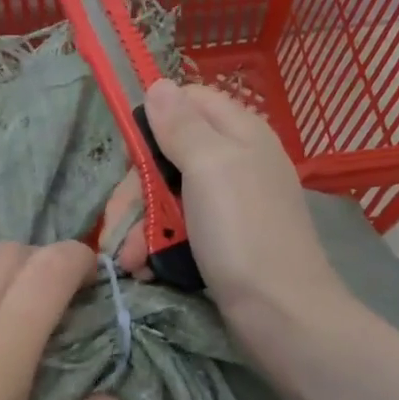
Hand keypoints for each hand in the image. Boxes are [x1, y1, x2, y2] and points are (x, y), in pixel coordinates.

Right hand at [104, 81, 347, 327]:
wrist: (282, 315)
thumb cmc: (243, 233)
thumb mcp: (210, 168)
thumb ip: (182, 125)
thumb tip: (159, 84)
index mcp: (239, 133)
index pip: (189, 102)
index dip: (155, 122)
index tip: (129, 156)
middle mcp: (235, 162)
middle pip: (169, 156)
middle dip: (136, 192)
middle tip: (116, 227)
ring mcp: (229, 205)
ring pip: (169, 198)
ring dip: (141, 227)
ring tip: (128, 262)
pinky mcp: (222, 243)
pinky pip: (181, 231)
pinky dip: (159, 247)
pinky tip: (146, 269)